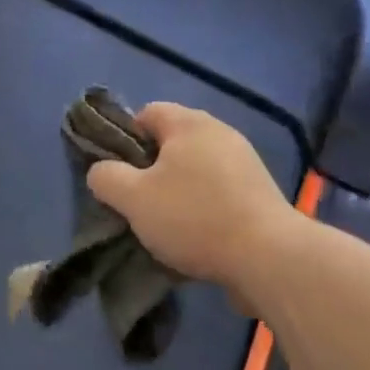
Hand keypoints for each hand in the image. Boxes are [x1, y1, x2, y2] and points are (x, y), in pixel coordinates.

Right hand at [87, 104, 295, 291]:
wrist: (268, 257)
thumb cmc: (193, 218)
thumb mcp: (133, 198)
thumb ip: (106, 178)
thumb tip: (101, 172)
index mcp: (189, 123)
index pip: (147, 113)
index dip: (125, 139)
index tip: (118, 174)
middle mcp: (220, 133)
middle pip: (172, 142)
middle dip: (151, 169)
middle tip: (137, 202)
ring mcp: (245, 162)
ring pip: (196, 169)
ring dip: (178, 191)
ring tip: (165, 225)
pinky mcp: (260, 192)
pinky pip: (219, 191)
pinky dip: (203, 207)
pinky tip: (196, 236)